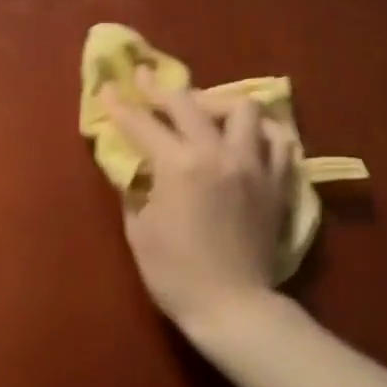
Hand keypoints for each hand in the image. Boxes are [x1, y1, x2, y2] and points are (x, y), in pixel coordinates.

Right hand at [100, 70, 290, 333]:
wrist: (232, 306)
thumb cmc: (174, 273)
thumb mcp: (140, 230)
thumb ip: (136, 190)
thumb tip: (136, 168)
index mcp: (178, 166)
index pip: (143, 124)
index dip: (121, 106)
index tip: (109, 89)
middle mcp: (218, 154)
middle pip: (189, 104)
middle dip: (162, 89)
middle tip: (146, 80)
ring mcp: (253, 166)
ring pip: (244, 110)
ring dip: (219, 105)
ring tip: (206, 115)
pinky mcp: (276, 183)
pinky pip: (277, 142)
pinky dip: (259, 133)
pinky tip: (247, 139)